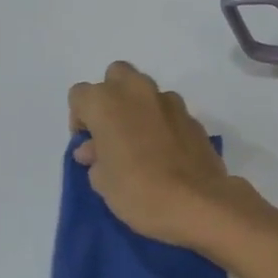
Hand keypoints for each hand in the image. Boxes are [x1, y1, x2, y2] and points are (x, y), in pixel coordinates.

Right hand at [68, 61, 252, 250]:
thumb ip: (95, 157)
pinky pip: (170, 112)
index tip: (88, 144)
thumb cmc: (138, 191)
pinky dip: (163, 123)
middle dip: (111, 97)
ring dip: (139, 108)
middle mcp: (138, 92)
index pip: (81, 95)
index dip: (80, 118)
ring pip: (147, 91)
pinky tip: (165, 151)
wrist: (197, 202)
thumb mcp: (102, 181)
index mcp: (107, 102)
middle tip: (112, 131)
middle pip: (117, 76)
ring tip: (140, 143)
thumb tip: (94, 150)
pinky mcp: (194, 118)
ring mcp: (171, 102)